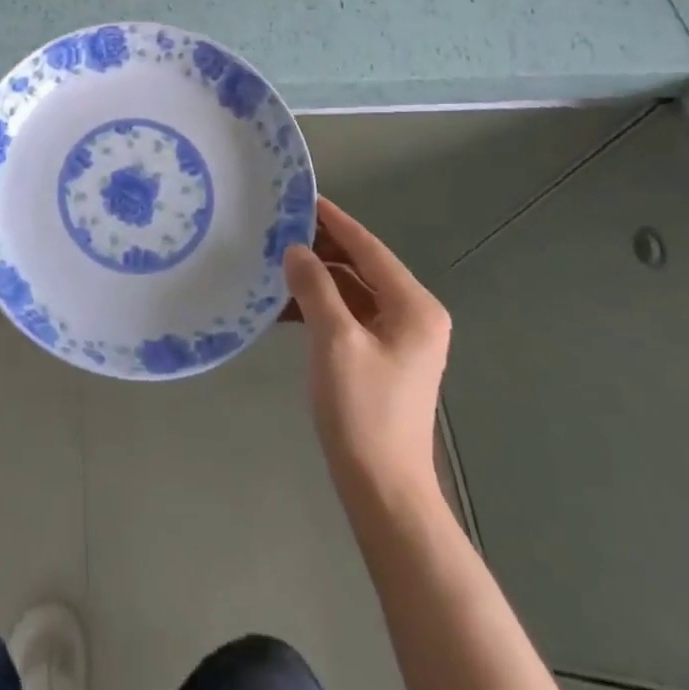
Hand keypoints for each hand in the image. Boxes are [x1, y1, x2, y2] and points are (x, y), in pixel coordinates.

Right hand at [283, 197, 451, 496]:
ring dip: (317, 279)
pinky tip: (285, 307)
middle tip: (278, 229)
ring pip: (353, 291)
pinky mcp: (382, 358)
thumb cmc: (363, 411)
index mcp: (413, 306)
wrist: (384, 492)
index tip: (300, 197)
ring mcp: (399, 338)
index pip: (368, 247)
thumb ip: (315, 287)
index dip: (334, 221)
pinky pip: (349, 316)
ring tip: (275, 263)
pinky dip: (321, 307)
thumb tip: (295, 249)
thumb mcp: (334, 340)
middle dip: (321, 249)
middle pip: (362, 266)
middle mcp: (413, 314)